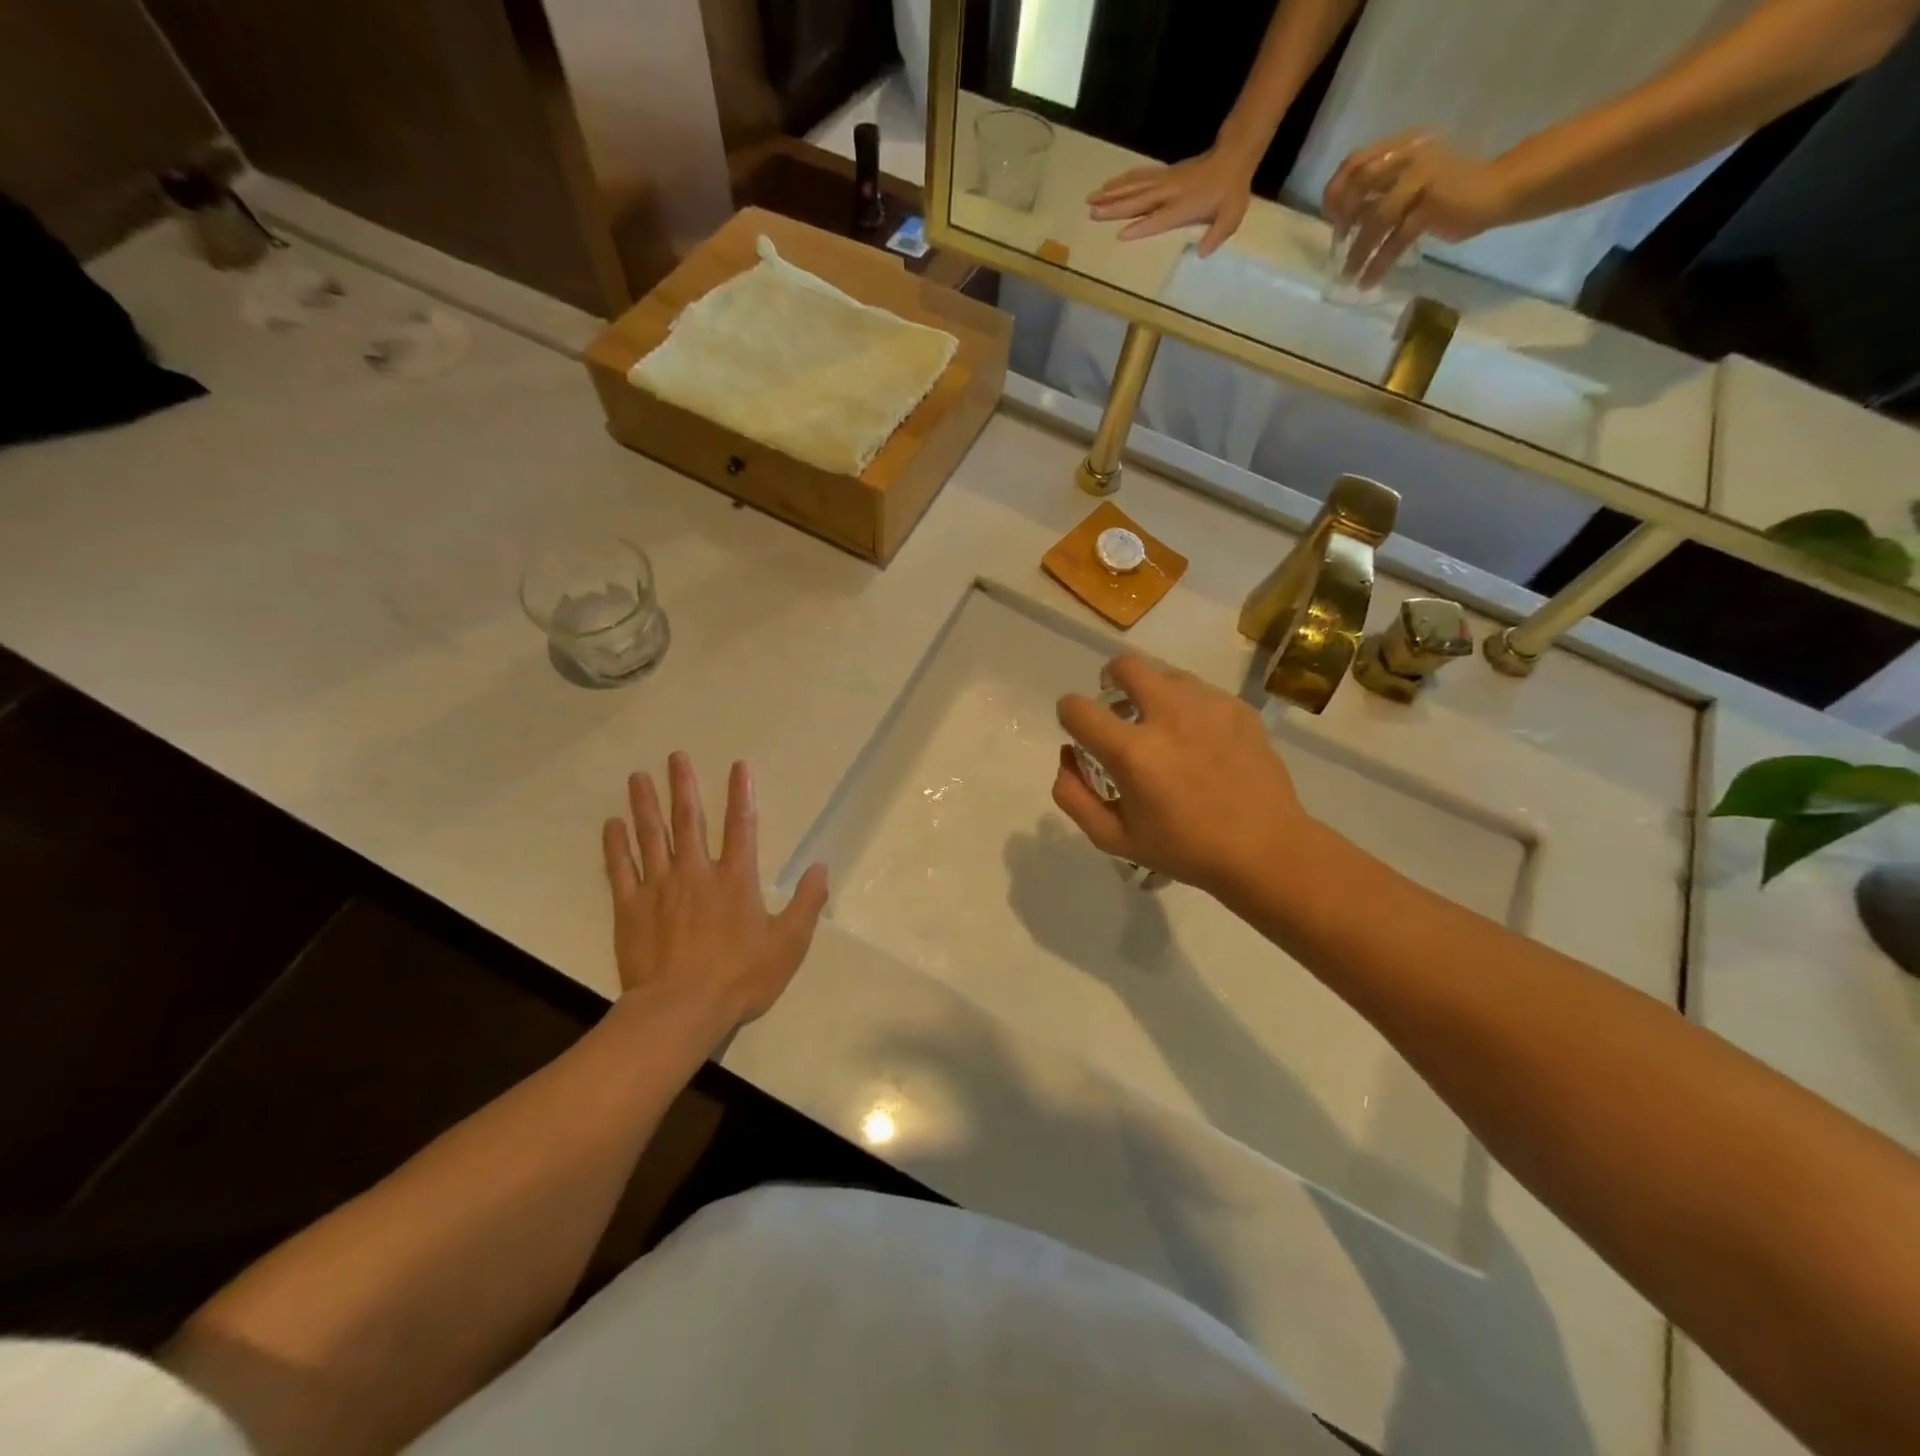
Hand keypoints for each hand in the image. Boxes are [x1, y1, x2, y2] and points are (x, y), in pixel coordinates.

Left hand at [601, 753, 828, 1048]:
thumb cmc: (739, 978)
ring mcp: (659, 888)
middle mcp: (696, 872)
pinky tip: (611, 824)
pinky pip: (620, 869)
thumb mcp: (788, 944)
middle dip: (683, 786)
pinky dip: (615, 845)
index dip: (741, 793)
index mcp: (735, 879)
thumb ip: (806, 903)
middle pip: (689, 820)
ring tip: (638, 776)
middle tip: (675, 756)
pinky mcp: (630, 908)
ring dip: (645, 804)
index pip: (742, 826)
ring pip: (651, 836)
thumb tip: (821, 867)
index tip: (737, 765)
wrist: (679, 1011)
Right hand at [1052, 656, 1313, 899]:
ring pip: (1165, 673)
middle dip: (1109, 679)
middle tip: (1117, 705)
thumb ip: (1073, 796)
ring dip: (1151, 691)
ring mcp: (1207, 706)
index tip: (1080, 729)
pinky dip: (1187, 706)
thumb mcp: (1113, 838)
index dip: (1069, 714)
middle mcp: (1167, 716)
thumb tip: (1067, 756)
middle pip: (1124, 666)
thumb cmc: (1184, 849)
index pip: (1078, 708)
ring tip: (1162, 724)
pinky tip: (1199, 738)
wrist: (1265, 849)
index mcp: (1132, 752)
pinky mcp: (1237, 707)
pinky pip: (1200, 690)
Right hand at [1087, 147, 1258, 255]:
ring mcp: (1165, 180)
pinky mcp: (1163, 173)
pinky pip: (1139, 176)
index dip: (1141, 226)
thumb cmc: (1231, 192)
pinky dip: (1122, 181)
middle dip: (1115, 207)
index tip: (1121, 234)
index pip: (1159, 218)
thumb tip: (1202, 253)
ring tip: (1091, 199)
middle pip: (1139, 200)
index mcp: (1184, 206)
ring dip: (1112, 193)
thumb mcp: (1231, 217)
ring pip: (1134, 186)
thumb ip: (1216, 235)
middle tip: (1093, 213)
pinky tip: (1108, 186)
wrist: (1234, 156)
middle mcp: (1170, 192)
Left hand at [1322, 131, 1515, 286]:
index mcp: (1403, 147)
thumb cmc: (1449, 190)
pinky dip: (1378, 264)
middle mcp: (1411, 156)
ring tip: (1348, 276)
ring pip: (1376, 219)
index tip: (1330, 216)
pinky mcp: (1432, 207)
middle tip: (1338, 244)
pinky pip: (1395, 240)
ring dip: (1357, 252)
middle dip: (1343, 218)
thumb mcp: (1409, 185)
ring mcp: (1423, 179)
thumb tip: (1344, 220)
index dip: (1337, 189)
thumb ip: (1381, 193)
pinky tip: (1368, 281)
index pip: (1357, 160)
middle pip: (1361, 185)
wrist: (1498, 189)